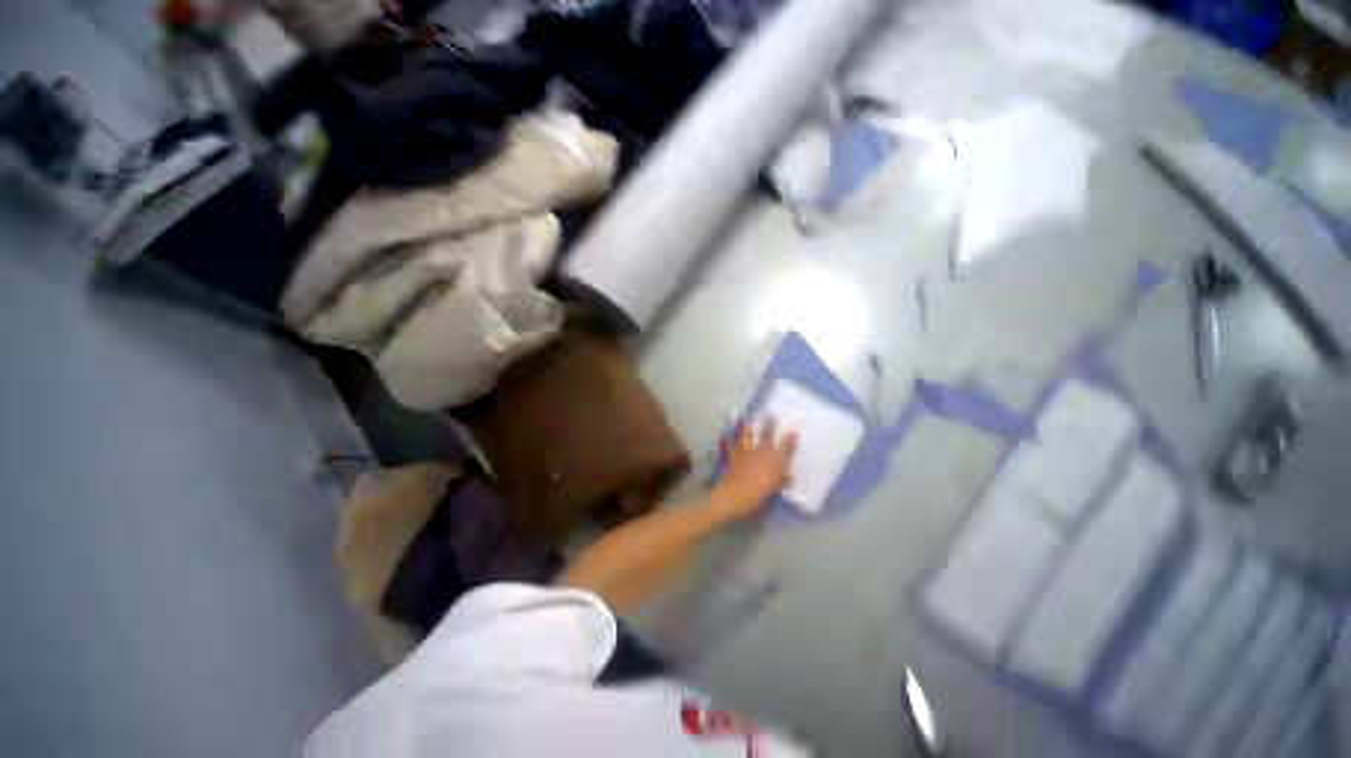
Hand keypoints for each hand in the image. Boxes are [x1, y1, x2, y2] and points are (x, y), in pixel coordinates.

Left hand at [711, 419, 798, 518]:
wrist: (736, 497)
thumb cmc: (759, 497)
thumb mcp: (774, 491)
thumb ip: (781, 481)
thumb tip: (788, 477)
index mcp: (776, 463)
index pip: (786, 449)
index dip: (790, 440)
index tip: (794, 432)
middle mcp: (762, 454)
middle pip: (767, 436)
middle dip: (769, 425)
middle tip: (770, 414)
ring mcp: (746, 453)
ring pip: (746, 436)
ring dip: (745, 425)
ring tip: (744, 416)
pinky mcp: (733, 456)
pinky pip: (729, 445)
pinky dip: (726, 438)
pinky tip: (722, 432)